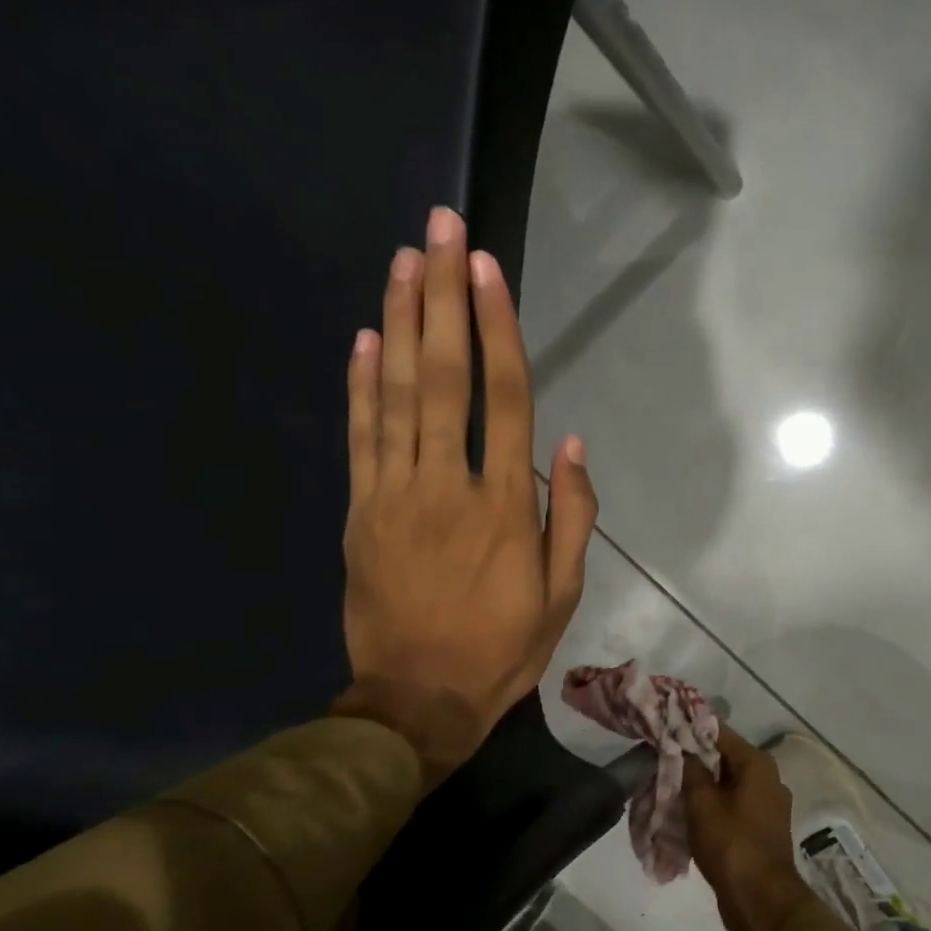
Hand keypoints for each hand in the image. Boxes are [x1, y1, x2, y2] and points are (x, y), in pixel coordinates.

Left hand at [333, 207, 596, 787]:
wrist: (415, 702)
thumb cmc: (501, 649)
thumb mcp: (562, 596)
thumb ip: (570, 517)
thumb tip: (572, 446)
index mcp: (504, 507)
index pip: (504, 399)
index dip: (496, 328)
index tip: (485, 269)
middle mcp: (447, 485)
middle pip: (443, 376)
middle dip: (441, 298)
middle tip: (437, 228)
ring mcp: (394, 495)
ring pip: (394, 394)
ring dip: (397, 323)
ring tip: (402, 261)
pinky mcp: (360, 512)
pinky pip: (359, 437)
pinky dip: (358, 384)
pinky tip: (362, 337)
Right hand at [683, 729, 813, 930]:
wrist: (761, 902)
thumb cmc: (731, 845)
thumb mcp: (702, 804)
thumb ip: (691, 769)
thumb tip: (682, 746)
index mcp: (757, 764)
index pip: (718, 732)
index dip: (689, 729)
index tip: (663, 728)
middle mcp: (768, 778)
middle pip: (724, 758)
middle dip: (693, 759)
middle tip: (660, 759)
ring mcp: (767, 805)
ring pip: (727, 783)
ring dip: (701, 785)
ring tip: (669, 786)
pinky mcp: (762, 828)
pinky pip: (733, 805)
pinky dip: (712, 805)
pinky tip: (688, 813)